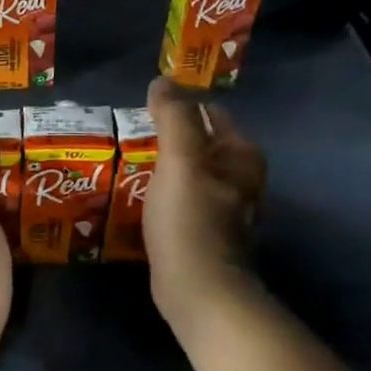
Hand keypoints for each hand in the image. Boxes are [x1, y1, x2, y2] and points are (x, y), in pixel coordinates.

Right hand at [144, 77, 267, 324]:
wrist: (198, 290)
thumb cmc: (191, 220)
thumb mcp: (181, 161)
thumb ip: (173, 117)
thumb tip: (163, 80)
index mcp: (242, 157)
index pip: (212, 115)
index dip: (181, 107)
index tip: (146, 110)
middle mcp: (240, 180)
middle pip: (202, 145)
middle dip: (171, 138)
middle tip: (131, 135)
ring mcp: (224, 210)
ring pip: (191, 174)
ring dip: (165, 167)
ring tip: (129, 163)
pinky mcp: (205, 234)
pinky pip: (182, 201)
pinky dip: (164, 194)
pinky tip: (140, 198)